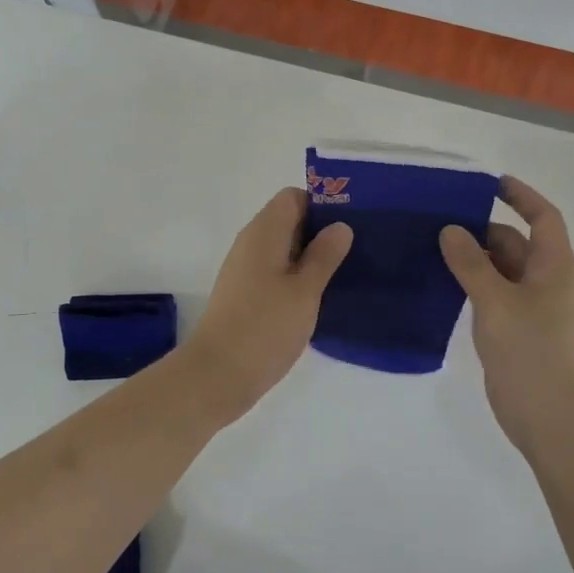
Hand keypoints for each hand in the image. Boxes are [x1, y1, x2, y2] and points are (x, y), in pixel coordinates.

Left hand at [181, 188, 351, 416]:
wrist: (217, 375)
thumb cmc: (264, 327)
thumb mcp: (305, 290)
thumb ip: (324, 255)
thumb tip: (340, 226)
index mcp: (264, 232)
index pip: (293, 197)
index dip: (322, 205)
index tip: (350, 225)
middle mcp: (251, 244)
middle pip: (288, 221)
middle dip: (320, 232)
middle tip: (356, 251)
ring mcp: (245, 270)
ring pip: (283, 250)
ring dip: (310, 258)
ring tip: (344, 275)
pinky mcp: (244, 295)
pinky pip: (275, 273)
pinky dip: (296, 278)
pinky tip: (317, 299)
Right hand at [440, 177, 573, 453]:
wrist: (548, 415)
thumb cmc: (529, 350)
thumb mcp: (495, 300)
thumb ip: (471, 263)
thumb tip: (451, 230)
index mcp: (554, 266)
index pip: (542, 216)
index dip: (521, 195)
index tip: (489, 183)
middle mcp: (547, 281)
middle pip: (517, 242)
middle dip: (483, 229)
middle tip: (440, 220)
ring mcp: (533, 307)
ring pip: (503, 270)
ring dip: (475, 258)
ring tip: (433, 247)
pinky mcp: (517, 329)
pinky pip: (495, 294)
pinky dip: (474, 284)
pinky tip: (443, 284)